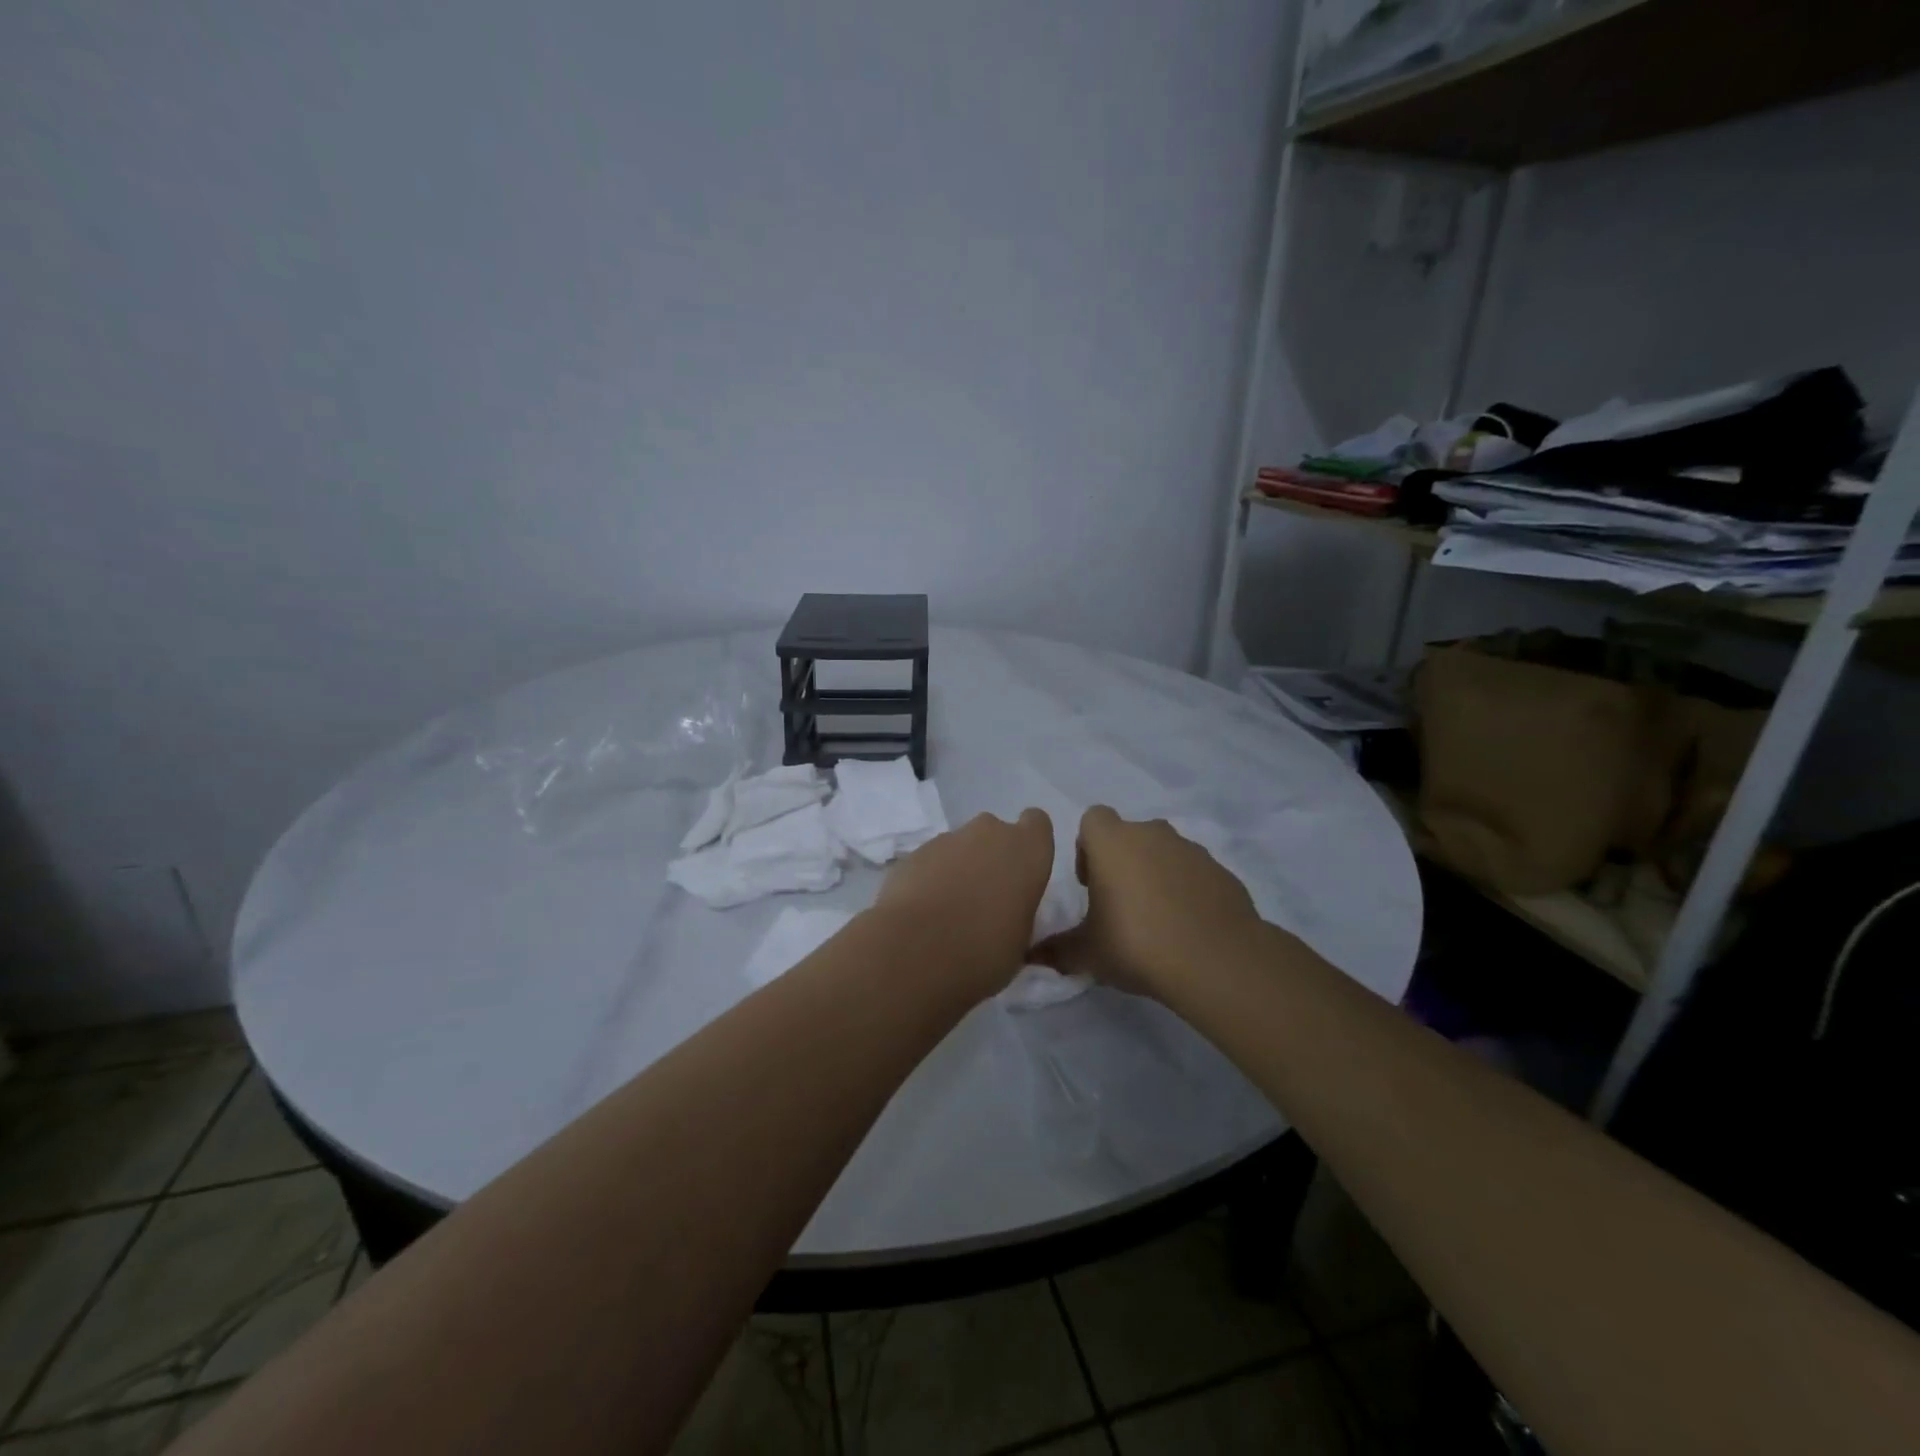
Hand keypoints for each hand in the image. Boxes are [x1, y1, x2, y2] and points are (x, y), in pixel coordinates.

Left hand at [873, 809, 1054, 998]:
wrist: (917, 949)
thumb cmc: (985, 950)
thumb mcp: (1021, 940)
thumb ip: (1018, 912)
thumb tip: (1006, 914)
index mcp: (1028, 850)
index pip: (1037, 823)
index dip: (1029, 843)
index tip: (1022, 870)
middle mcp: (990, 832)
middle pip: (995, 833)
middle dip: (990, 856)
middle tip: (985, 896)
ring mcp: (948, 838)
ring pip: (961, 846)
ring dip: (959, 868)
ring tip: (949, 910)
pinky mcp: (914, 852)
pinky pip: (932, 860)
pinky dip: (931, 877)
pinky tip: (924, 910)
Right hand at [1033, 806, 1262, 996]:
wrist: (1215, 960)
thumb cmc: (1136, 943)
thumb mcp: (1087, 953)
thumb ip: (1056, 949)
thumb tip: (1030, 956)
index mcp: (1113, 841)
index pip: (1093, 819)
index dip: (1088, 846)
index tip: (1090, 883)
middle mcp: (1152, 834)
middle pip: (1130, 835)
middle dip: (1122, 861)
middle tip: (1119, 905)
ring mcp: (1191, 850)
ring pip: (1164, 852)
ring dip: (1155, 874)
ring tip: (1155, 919)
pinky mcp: (1221, 871)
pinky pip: (1194, 873)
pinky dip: (1187, 890)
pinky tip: (1186, 927)